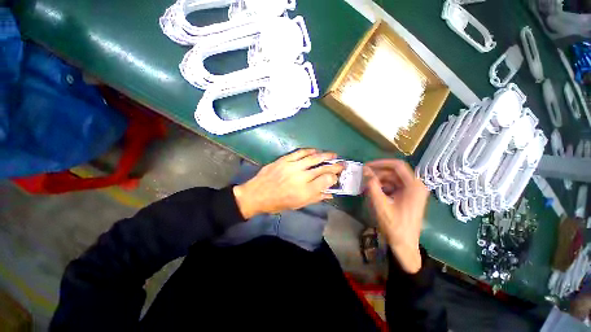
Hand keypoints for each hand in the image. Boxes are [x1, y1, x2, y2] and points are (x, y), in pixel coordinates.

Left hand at [233, 149, 343, 218]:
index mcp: (304, 192)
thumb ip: (315, 198)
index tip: (337, 176)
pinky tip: (316, 151)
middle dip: (334, 166)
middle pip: (322, 168)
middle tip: (342, 163)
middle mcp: (300, 178)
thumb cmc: (278, 203)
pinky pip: (299, 153)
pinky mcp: (284, 160)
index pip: (326, 180)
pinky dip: (309, 151)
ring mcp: (292, 167)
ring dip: (325, 155)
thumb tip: (330, 193)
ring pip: (313, 158)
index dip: (334, 177)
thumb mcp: (298, 205)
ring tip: (333, 154)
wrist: (257, 194)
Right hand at [364, 159, 428, 273]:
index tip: (366, 166)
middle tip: (363, 175)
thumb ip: (372, 186)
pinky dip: (383, 186)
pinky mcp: (408, 196)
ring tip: (366, 184)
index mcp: (414, 186)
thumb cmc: (395, 226)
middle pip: (394, 171)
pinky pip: (393, 186)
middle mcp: (416, 185)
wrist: (405, 244)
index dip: (380, 163)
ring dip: (379, 180)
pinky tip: (373, 191)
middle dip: (378, 172)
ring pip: (393, 178)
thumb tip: (365, 170)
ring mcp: (412, 191)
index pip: (397, 165)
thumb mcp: (381, 205)